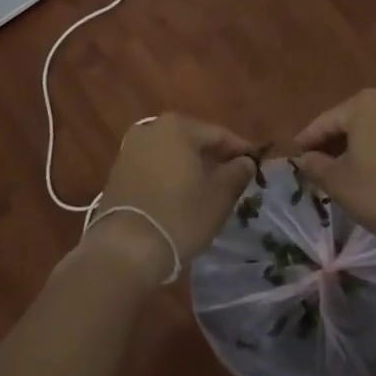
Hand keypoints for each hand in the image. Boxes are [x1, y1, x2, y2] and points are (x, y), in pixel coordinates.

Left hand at [87, 114, 258, 280]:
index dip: (240, 150)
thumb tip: (245, 162)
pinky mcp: (118, 171)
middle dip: (214, 157)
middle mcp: (151, 129)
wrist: (125, 248)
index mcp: (177, 127)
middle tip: (234, 177)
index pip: (218, 134)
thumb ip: (236, 173)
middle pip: (192, 140)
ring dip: (191, 167)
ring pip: (172, 153)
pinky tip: (181, 195)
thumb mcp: (218, 197)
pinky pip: (154, 166)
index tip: (257, 164)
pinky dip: (170, 176)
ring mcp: (130, 149)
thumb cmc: (179, 216)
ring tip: (209, 188)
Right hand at [295, 90, 375, 244]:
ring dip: (359, 148)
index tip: (294, 155)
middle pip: (352, 122)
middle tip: (318, 165)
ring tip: (346, 172)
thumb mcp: (340, 183)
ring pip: (375, 131)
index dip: (307, 140)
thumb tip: (305, 158)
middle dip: (334, 143)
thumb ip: (317, 166)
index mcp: (364, 104)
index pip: (325, 121)